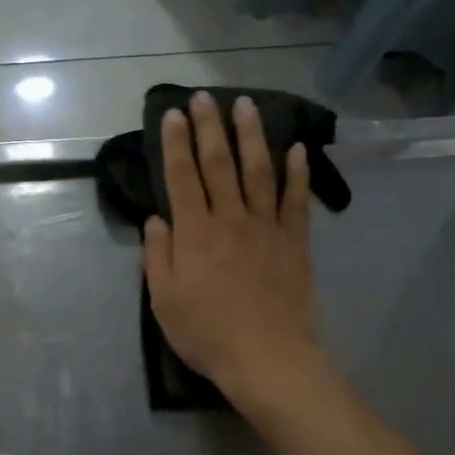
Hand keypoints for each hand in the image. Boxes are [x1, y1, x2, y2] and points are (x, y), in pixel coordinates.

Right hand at [143, 92, 322, 400]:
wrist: (266, 357)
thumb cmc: (207, 334)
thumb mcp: (164, 302)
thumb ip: (157, 257)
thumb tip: (156, 220)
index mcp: (195, 234)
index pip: (182, 177)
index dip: (176, 144)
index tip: (172, 115)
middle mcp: (231, 219)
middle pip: (219, 164)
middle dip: (209, 127)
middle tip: (204, 97)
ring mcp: (267, 228)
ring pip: (259, 171)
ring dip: (252, 135)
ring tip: (247, 105)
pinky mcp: (295, 242)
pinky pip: (297, 200)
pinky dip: (298, 173)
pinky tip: (297, 150)